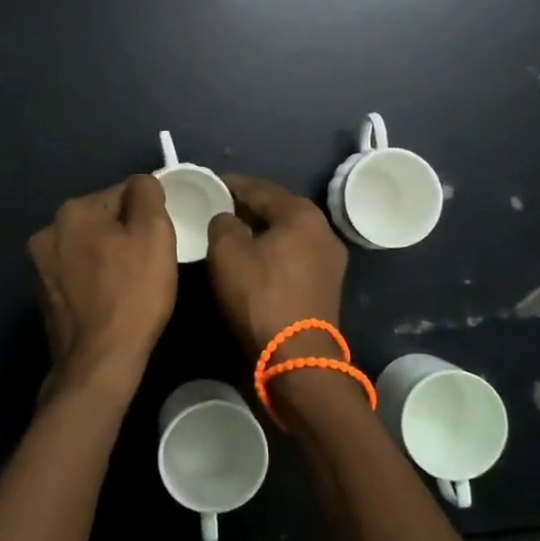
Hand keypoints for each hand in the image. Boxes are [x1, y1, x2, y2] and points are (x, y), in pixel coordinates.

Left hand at [28, 175, 177, 400]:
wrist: (99, 362)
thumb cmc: (133, 294)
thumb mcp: (154, 233)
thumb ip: (147, 194)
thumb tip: (141, 184)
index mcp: (73, 211)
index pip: (122, 194)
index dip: (147, 215)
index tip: (160, 241)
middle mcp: (48, 232)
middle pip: (102, 221)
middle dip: (125, 235)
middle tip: (150, 263)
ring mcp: (40, 267)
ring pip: (88, 248)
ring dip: (108, 258)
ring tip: (131, 285)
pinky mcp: (43, 298)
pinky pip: (77, 276)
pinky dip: (94, 281)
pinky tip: (111, 301)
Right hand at [205, 175, 348, 360]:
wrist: (298, 356)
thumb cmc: (260, 297)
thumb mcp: (227, 254)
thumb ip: (222, 224)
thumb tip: (227, 219)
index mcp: (301, 214)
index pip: (259, 187)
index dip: (231, 184)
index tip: (209, 183)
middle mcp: (323, 228)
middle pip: (278, 207)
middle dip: (248, 205)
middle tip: (219, 206)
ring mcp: (330, 257)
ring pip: (288, 231)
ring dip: (262, 228)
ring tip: (233, 230)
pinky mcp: (327, 282)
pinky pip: (295, 252)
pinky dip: (274, 248)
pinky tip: (255, 255)